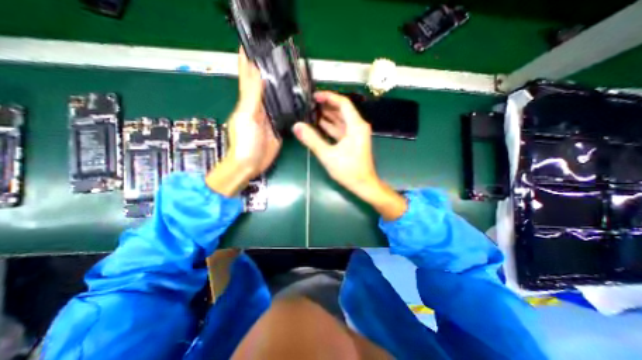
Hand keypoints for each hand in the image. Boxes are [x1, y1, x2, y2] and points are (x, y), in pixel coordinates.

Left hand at [205, 48, 281, 195]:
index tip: (255, 42)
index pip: (249, 75)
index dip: (250, 59)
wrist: (251, 164)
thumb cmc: (244, 142)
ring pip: (277, 97)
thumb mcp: (247, 117)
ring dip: (283, 85)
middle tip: (282, 54)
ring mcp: (271, 116)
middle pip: (265, 84)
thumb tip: (258, 71)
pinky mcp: (279, 126)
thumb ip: (252, 96)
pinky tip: (297, 97)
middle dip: (271, 69)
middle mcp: (260, 105)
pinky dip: (290, 103)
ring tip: (293, 72)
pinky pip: (285, 111)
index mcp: (249, 101)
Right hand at [292, 92, 404, 219]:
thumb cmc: (348, 170)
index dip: (329, 97)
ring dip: (327, 116)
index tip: (314, 96)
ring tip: (311, 112)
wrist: (363, 184)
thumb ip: (312, 140)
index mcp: (356, 126)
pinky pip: (340, 129)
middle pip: (342, 110)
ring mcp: (355, 134)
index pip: (343, 104)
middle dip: (326, 106)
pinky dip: (330, 126)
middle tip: (309, 104)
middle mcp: (358, 126)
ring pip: (341, 120)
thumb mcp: (328, 155)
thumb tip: (296, 126)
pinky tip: (318, 125)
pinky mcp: (352, 141)